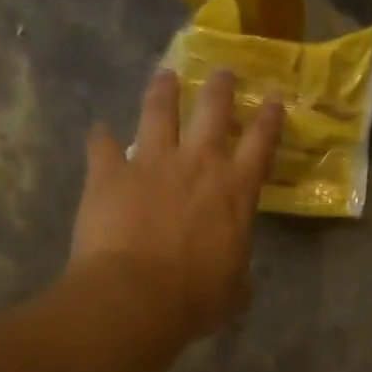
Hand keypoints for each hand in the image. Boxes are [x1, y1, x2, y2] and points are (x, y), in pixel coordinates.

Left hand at [70, 68, 284, 340]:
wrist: (137, 296)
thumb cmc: (195, 298)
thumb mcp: (234, 289)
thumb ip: (236, 270)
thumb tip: (235, 275)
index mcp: (235, 190)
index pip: (260, 143)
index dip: (269, 118)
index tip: (274, 99)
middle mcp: (198, 163)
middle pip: (212, 110)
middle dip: (219, 87)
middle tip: (221, 72)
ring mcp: (151, 162)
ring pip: (158, 111)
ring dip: (163, 91)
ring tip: (165, 76)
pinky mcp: (109, 173)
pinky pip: (102, 145)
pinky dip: (99, 138)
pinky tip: (97, 131)